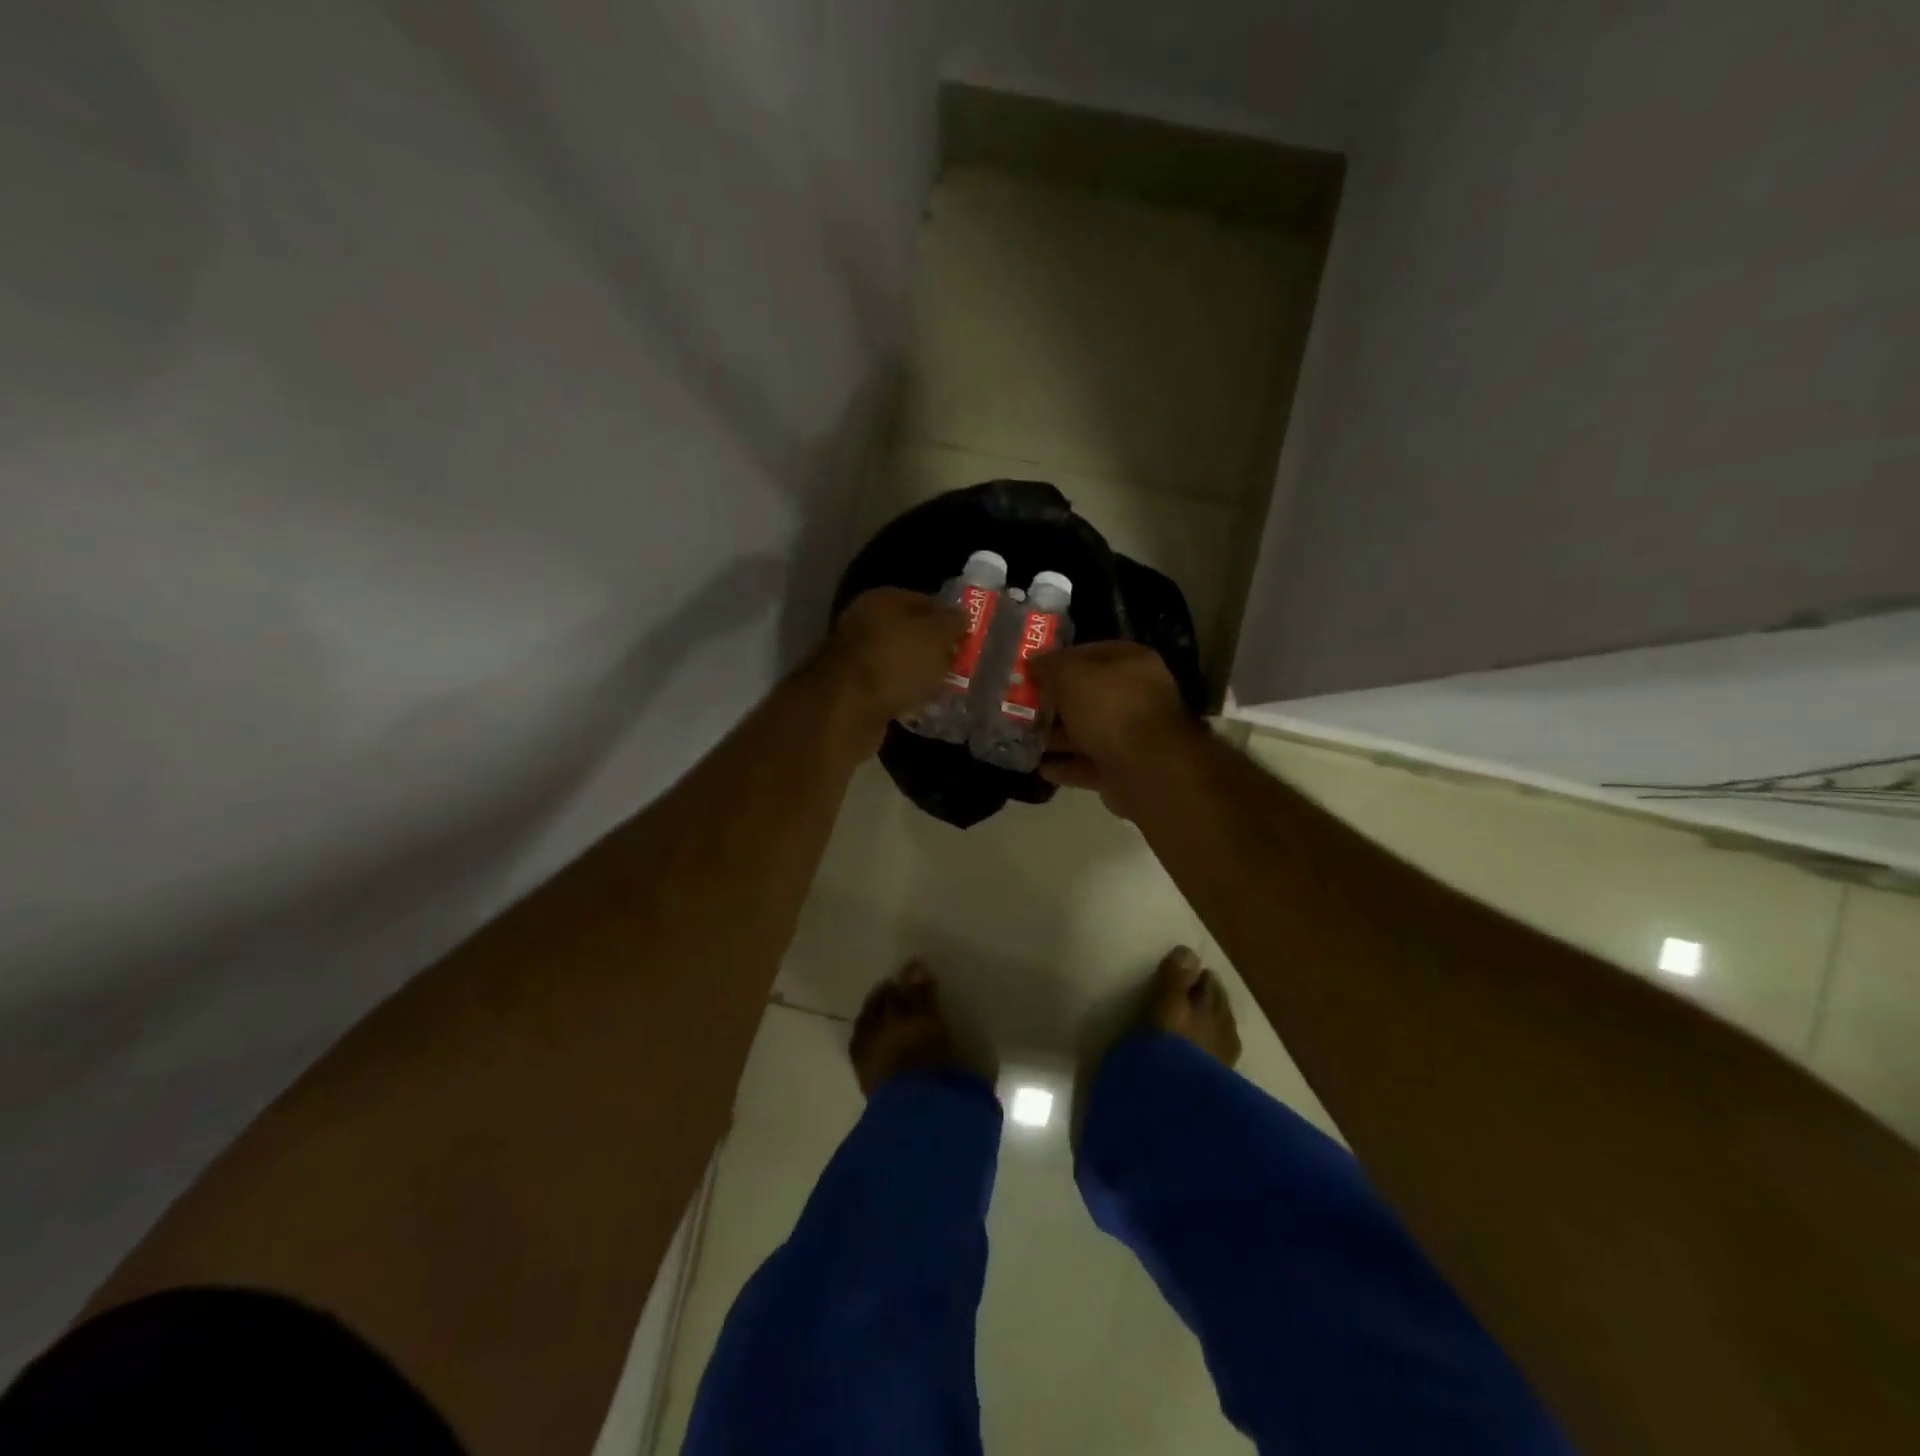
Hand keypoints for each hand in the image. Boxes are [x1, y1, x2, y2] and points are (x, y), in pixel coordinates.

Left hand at [809, 588, 964, 752]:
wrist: (846, 709)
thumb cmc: (896, 662)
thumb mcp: (936, 635)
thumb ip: (953, 622)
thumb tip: (961, 616)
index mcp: (882, 599)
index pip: (925, 601)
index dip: (949, 619)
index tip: (968, 640)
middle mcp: (864, 623)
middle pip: (910, 633)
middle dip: (934, 650)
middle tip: (959, 667)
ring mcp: (855, 657)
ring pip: (899, 663)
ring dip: (919, 676)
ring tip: (943, 690)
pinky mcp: (851, 690)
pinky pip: (887, 689)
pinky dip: (902, 696)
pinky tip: (918, 708)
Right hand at [1031, 641, 1199, 813]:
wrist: (1148, 769)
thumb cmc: (1110, 709)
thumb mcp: (1072, 676)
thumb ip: (1050, 666)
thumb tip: (1032, 661)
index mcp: (1132, 663)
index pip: (1090, 652)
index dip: (1059, 659)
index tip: (1030, 671)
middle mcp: (1136, 696)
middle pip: (1088, 695)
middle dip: (1054, 701)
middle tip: (1021, 706)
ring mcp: (1132, 736)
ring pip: (1087, 731)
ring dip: (1057, 736)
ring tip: (1024, 738)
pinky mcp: (1124, 769)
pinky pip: (1089, 764)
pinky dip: (1066, 766)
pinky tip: (1040, 767)